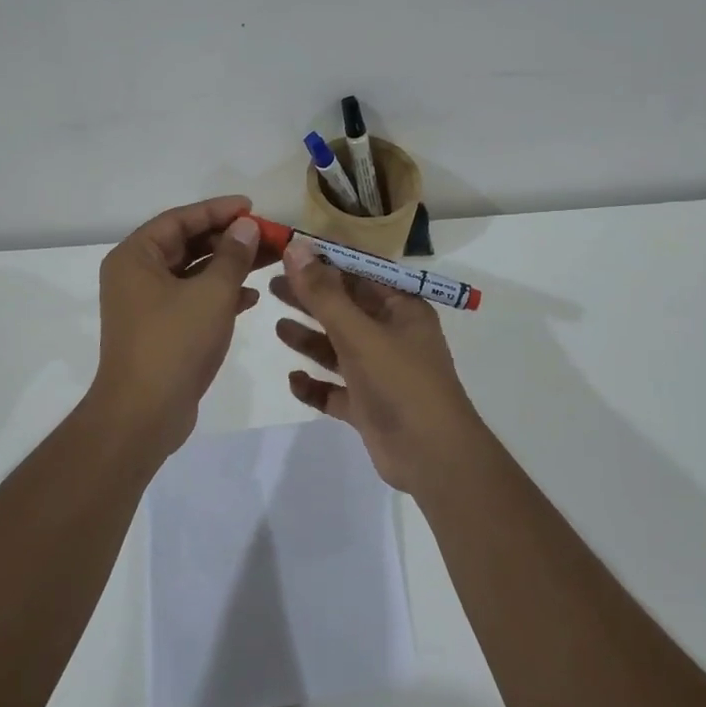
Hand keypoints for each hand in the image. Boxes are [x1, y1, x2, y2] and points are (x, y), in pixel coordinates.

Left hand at [86, 196, 271, 460]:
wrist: (144, 414)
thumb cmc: (174, 344)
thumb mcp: (211, 294)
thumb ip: (232, 256)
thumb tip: (246, 226)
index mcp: (136, 257)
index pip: (180, 219)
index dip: (218, 210)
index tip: (253, 207)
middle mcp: (136, 275)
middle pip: (187, 244)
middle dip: (228, 240)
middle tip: (267, 236)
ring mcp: (147, 305)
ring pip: (193, 273)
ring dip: (229, 267)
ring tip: (269, 260)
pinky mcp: (161, 330)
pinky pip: (193, 299)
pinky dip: (220, 295)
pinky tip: (253, 298)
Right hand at [271, 239, 491, 493]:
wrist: (433, 458)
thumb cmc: (401, 384)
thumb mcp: (360, 334)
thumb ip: (324, 294)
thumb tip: (297, 248)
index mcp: (402, 309)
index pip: (360, 272)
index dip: (326, 260)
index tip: (289, 250)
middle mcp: (392, 335)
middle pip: (345, 308)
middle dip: (310, 297)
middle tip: (271, 284)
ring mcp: (381, 373)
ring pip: (338, 348)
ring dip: (310, 338)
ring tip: (277, 326)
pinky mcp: (369, 406)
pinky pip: (336, 389)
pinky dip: (315, 384)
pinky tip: (293, 379)